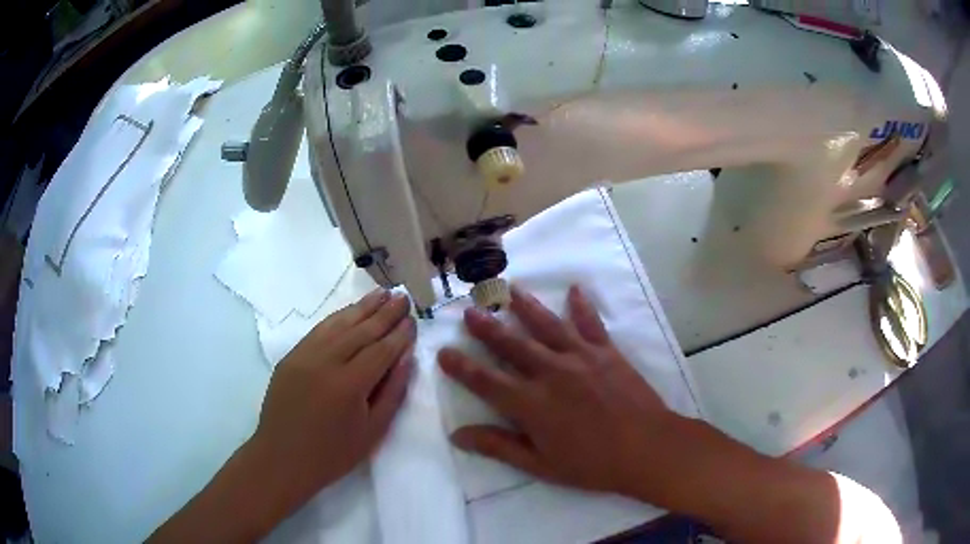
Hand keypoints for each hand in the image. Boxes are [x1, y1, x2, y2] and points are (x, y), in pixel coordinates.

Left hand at [248, 288, 415, 512]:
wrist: (282, 459)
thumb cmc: (332, 454)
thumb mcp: (372, 431)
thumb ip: (392, 392)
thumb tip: (406, 357)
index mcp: (349, 385)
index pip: (380, 350)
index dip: (399, 334)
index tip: (413, 319)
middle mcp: (325, 362)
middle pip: (361, 331)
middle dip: (385, 313)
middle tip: (403, 297)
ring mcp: (304, 356)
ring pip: (338, 324)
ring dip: (362, 308)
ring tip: (382, 293)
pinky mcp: (291, 357)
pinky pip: (319, 330)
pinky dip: (338, 318)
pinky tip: (350, 311)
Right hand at [438, 285, 687, 499]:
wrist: (646, 448)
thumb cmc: (591, 464)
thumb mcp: (540, 465)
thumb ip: (499, 446)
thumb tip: (459, 436)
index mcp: (532, 404)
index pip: (486, 381)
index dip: (462, 367)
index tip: (443, 351)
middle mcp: (551, 373)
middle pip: (512, 345)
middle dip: (488, 328)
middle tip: (470, 309)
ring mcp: (581, 358)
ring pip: (547, 326)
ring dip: (526, 306)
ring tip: (511, 289)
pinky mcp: (607, 353)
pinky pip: (591, 324)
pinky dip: (582, 306)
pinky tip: (575, 290)